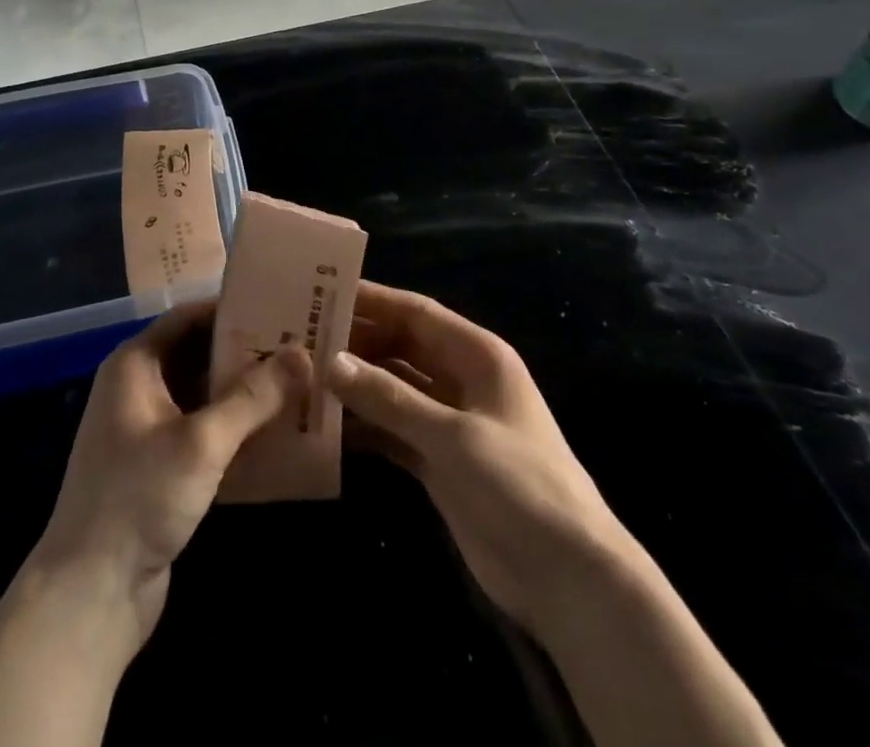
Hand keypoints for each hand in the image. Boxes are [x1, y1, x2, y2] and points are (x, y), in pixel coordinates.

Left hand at [32, 302, 310, 649]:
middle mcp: (138, 387)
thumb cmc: (139, 498)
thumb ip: (253, 397)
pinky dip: (234, 427)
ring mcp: (147, 428)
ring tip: (299, 383)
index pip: (189, 317)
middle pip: (199, 353)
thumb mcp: (201, 442)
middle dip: (247, 352)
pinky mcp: (160, 466)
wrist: (90, 595)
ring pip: (204, 394)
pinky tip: (276, 431)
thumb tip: (302, 353)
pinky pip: (203, 430)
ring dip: (245, 392)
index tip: (281, 307)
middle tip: (300, 347)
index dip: (233, 309)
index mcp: (135, 364)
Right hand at [328, 281, 633, 645]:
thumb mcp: (454, 437)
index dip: (373, 300)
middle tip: (301, 337)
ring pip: (393, 389)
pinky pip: (393, 430)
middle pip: (401, 348)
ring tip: (302, 378)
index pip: (416, 313)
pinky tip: (325, 427)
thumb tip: (332, 362)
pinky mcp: (439, 461)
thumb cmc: (519, 485)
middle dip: (356, 343)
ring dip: (355, 386)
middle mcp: (461, 379)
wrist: (569, 578)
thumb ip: (391, 399)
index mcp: (477, 355)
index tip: (323, 291)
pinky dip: (364, 428)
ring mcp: (450, 422)